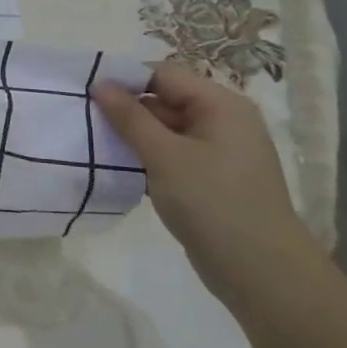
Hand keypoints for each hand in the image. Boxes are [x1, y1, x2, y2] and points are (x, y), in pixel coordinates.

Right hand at [93, 61, 325, 311]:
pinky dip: (146, 158)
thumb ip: (130, 117)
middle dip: (126, 109)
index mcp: (221, 105)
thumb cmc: (214, 203)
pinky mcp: (209, 179)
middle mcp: (222, 122)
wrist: (262, 273)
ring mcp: (217, 152)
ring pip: (164, 130)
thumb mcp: (165, 156)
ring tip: (94, 144)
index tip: (86, 93)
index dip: (125, 79)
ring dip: (133, 136)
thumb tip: (100, 83)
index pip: (164, 74)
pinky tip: (119, 169)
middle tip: (84, 120)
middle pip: (164, 100)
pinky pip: (171, 155)